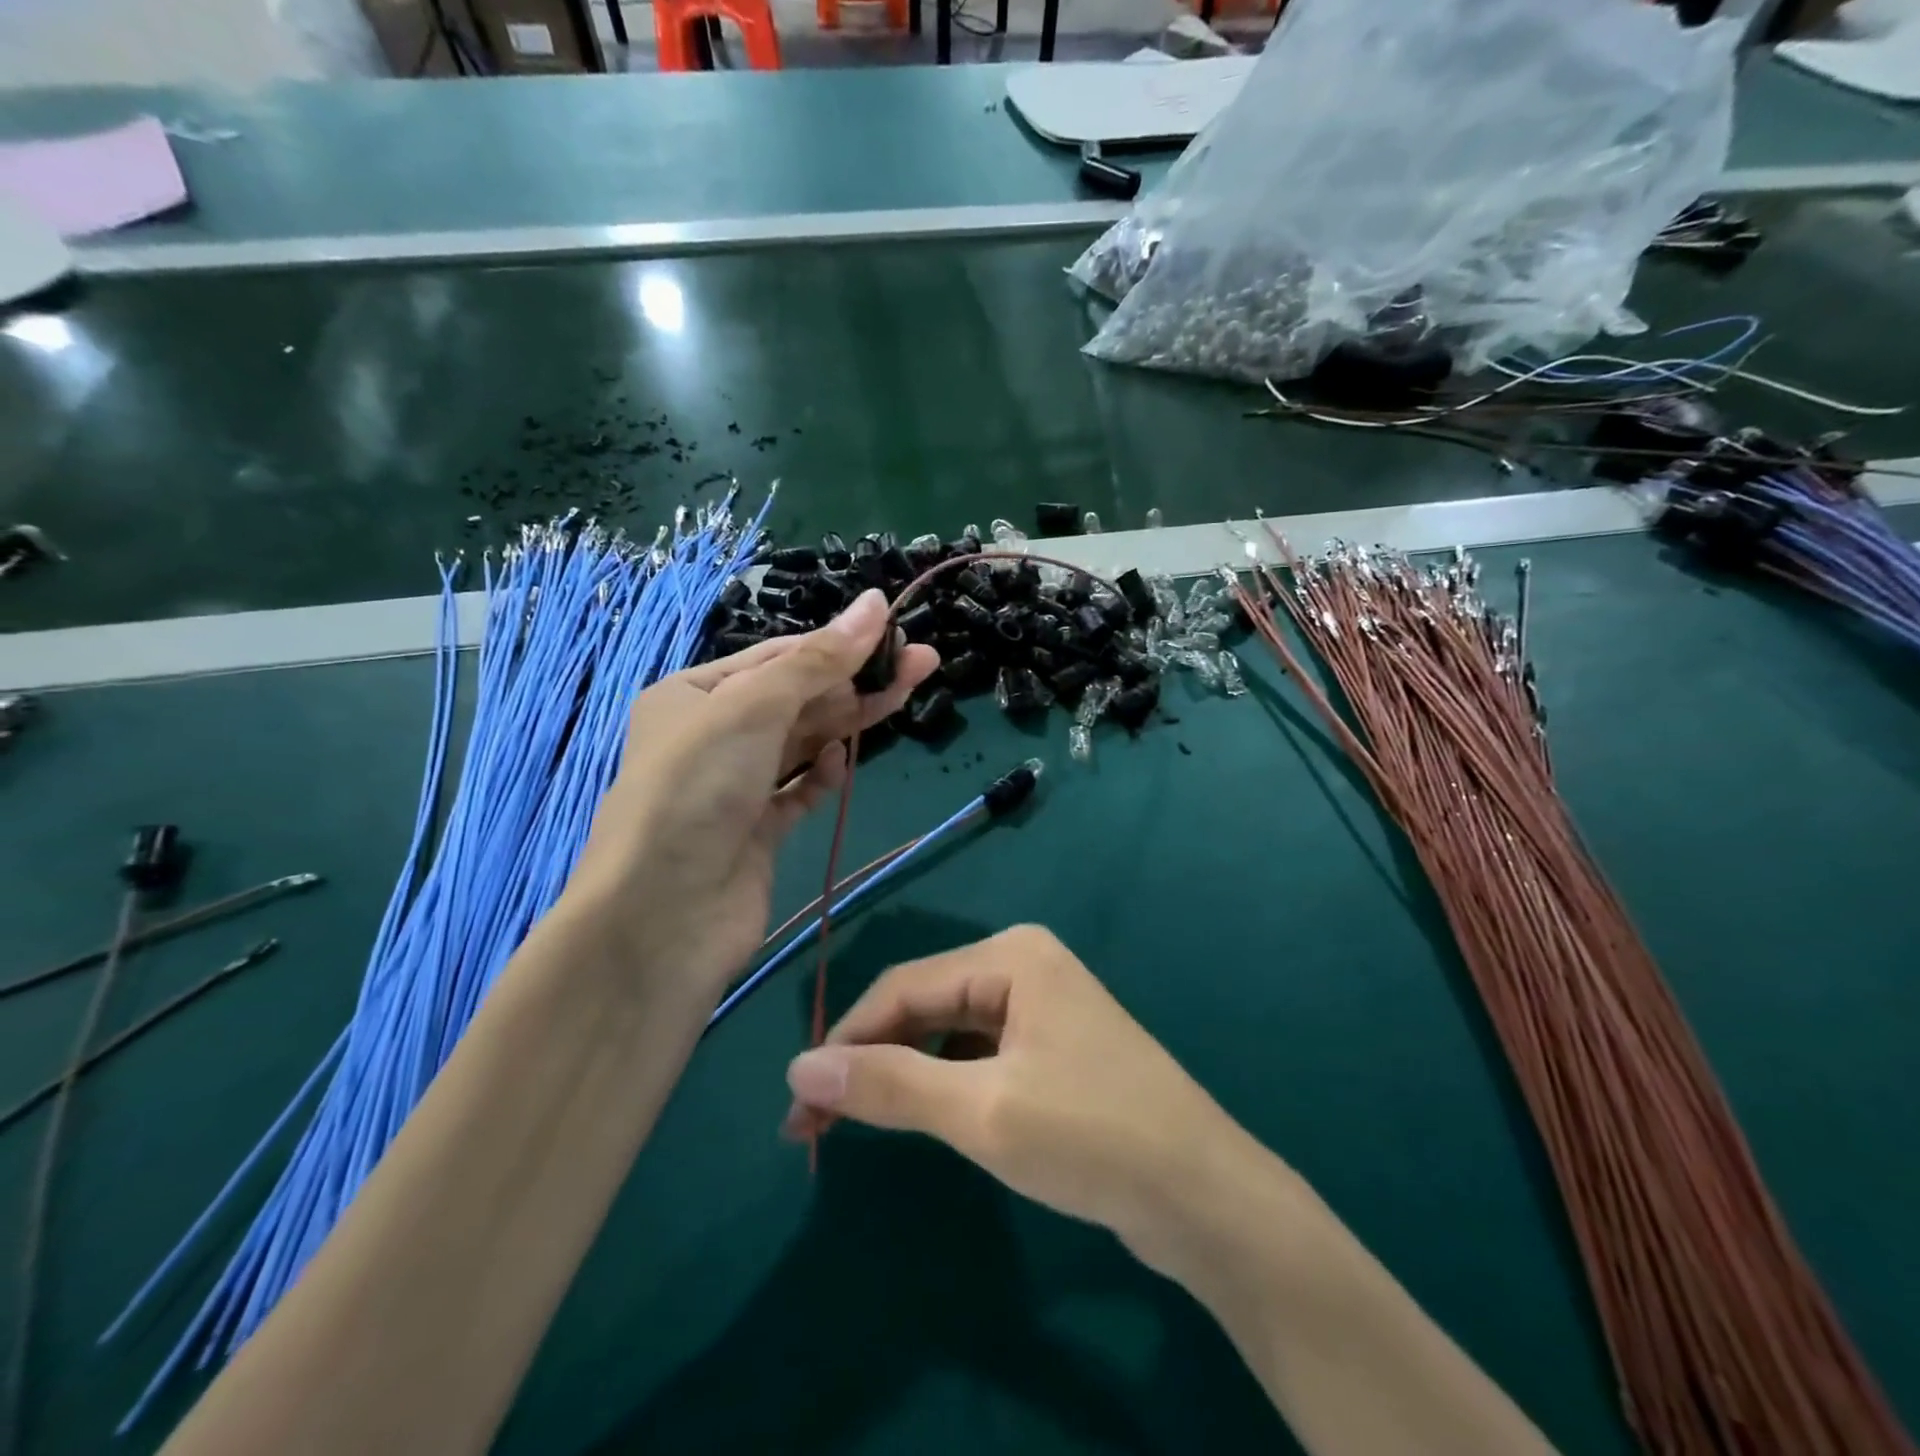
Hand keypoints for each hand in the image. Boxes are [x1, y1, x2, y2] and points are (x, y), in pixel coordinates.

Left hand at [557, 588, 937, 1003]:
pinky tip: (842, 762)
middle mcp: (712, 737)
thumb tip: (874, 602)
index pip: (777, 658)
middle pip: (797, 699)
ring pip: (803, 743)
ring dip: (849, 722)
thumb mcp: (754, 708)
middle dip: (856, 680)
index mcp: (694, 694)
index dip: (836, 644)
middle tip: (923, 663)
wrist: (663, 915)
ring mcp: (735, 788)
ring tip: (905, 695)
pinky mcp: (757, 833)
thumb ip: (819, 660)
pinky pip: (798, 792)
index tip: (893, 634)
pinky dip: (822, 775)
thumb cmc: (697, 789)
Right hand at [781, 925, 1257, 1271]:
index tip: (800, 1103)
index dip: (845, 1041)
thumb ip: (889, 1084)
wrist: (1204, 1197)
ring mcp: (1042, 1006)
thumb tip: (799, 1066)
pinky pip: (977, 1053)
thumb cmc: (1091, 1137)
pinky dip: (940, 1082)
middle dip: (870, 1058)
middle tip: (815, 1121)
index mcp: (1011, 955)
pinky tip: (922, 1115)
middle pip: (924, 1005)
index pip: (903, 987)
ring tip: (856, 1121)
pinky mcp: (1052, 1048)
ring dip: (901, 1073)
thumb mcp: (981, 1112)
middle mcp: (1024, 965)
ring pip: (947, 1031)